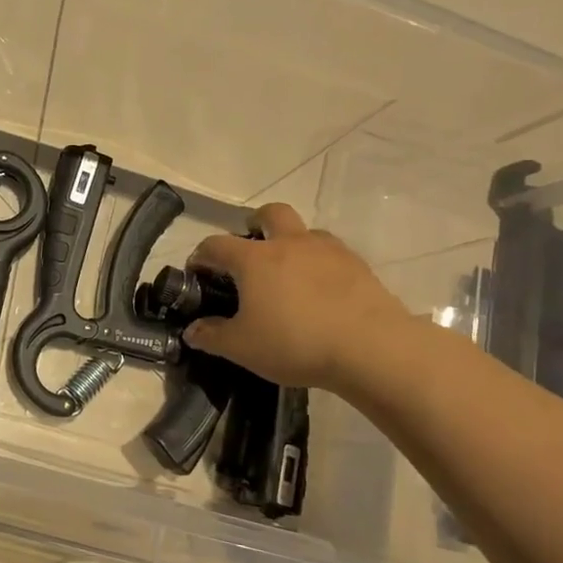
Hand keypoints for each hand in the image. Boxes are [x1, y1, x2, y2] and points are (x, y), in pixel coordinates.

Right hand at [183, 204, 412, 393]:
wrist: (371, 348)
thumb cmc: (295, 343)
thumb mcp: (242, 348)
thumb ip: (212, 337)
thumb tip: (192, 331)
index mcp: (255, 259)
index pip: (217, 245)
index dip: (202, 255)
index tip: (197, 270)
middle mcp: (290, 244)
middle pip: (270, 214)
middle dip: (255, 223)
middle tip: (250, 248)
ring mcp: (328, 251)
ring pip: (305, 231)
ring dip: (292, 242)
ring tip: (289, 273)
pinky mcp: (358, 266)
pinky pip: (332, 254)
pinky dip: (320, 264)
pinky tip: (320, 292)